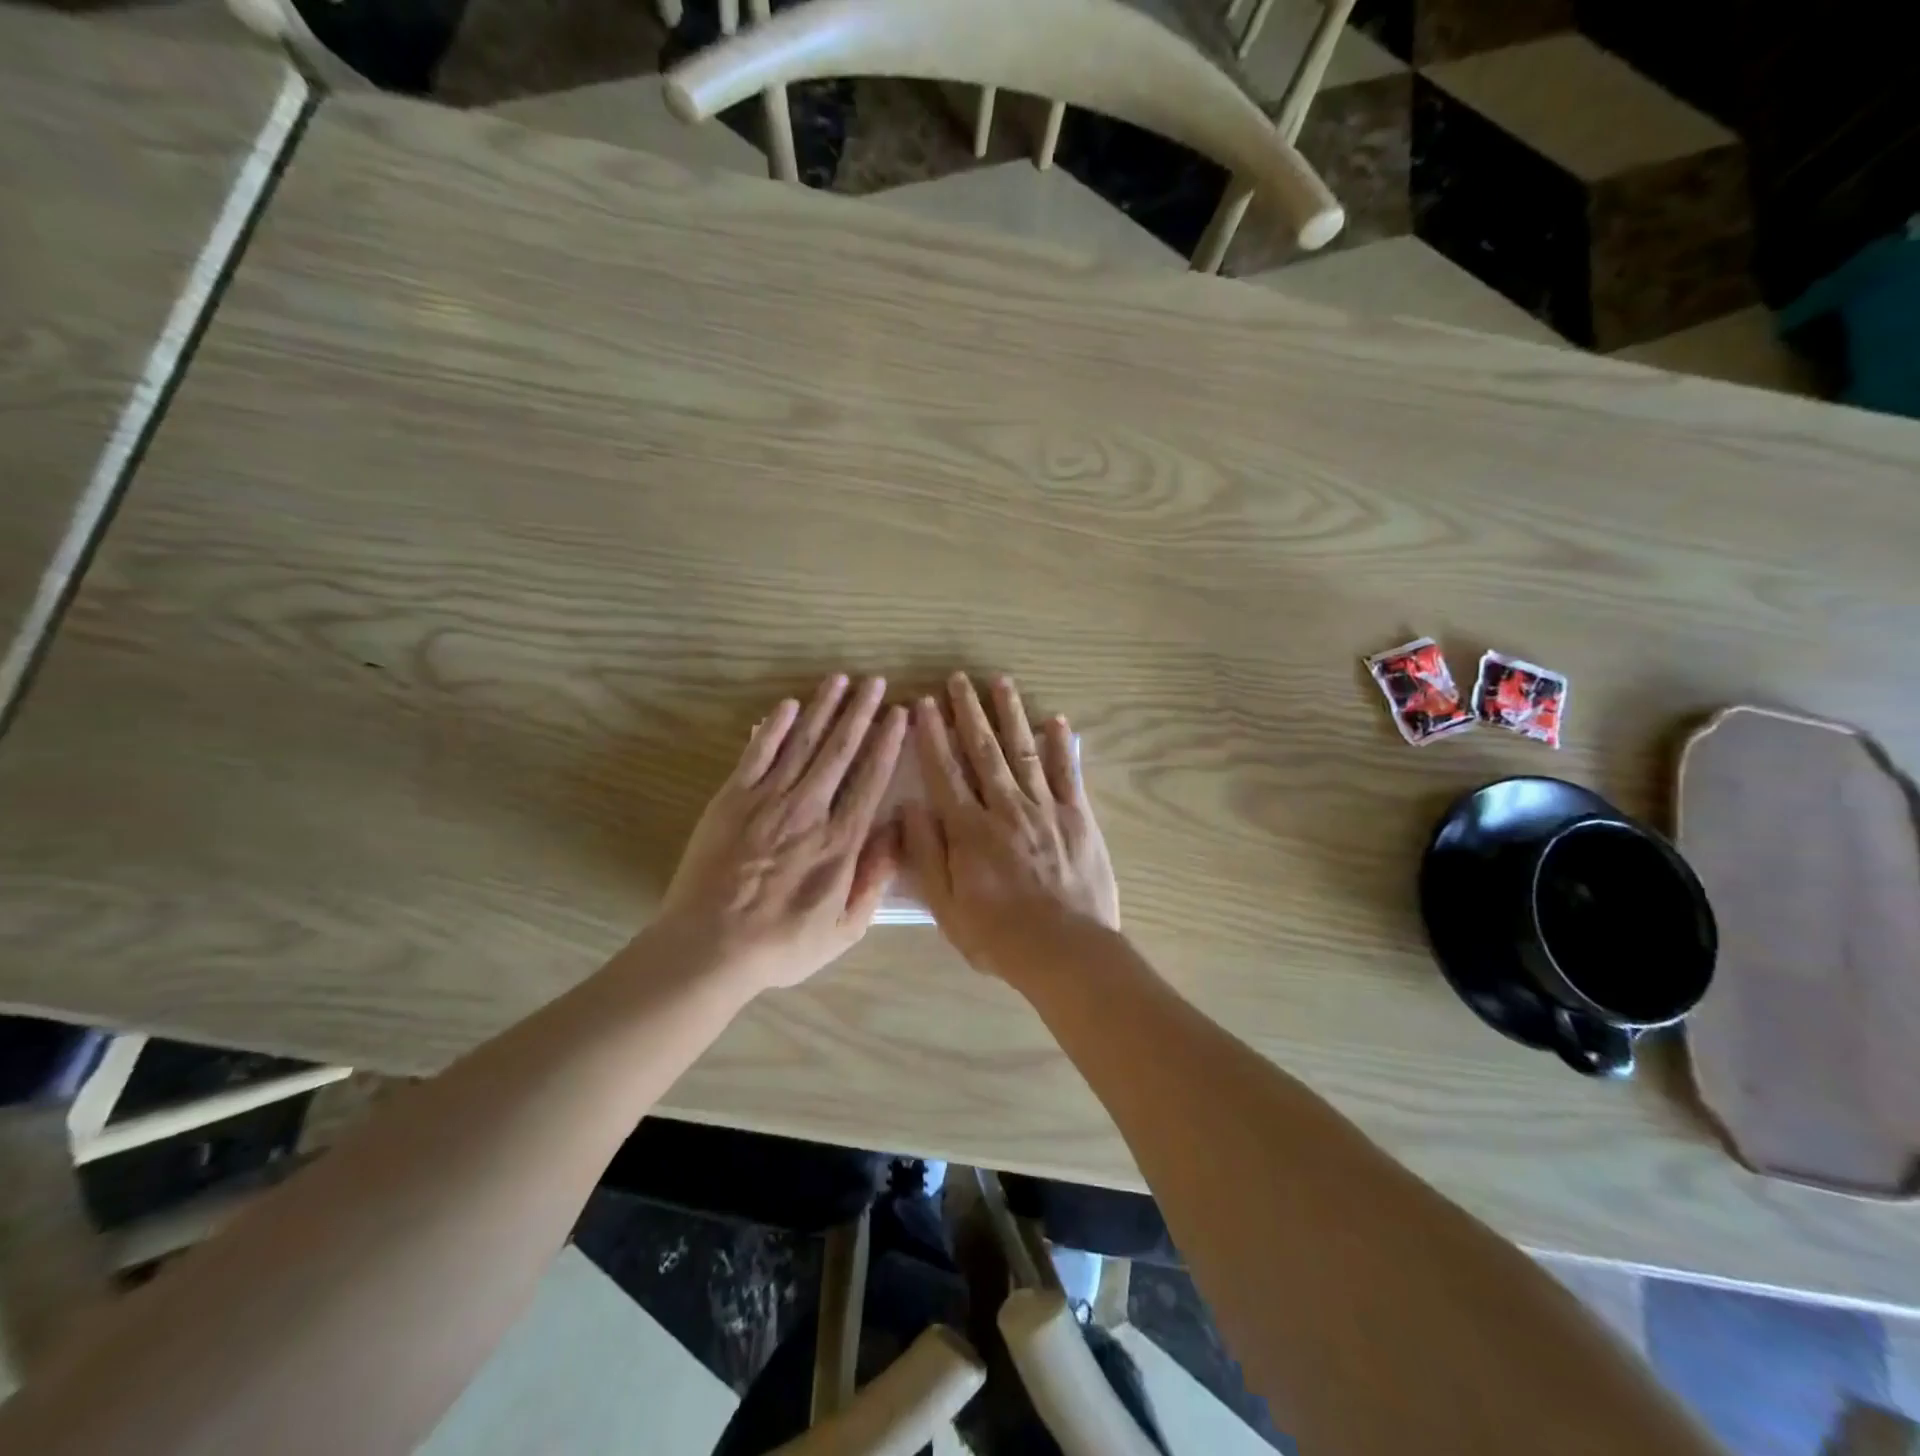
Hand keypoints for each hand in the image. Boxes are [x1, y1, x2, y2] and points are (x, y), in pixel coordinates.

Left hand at [656, 674, 907, 991]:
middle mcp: (809, 810)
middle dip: (861, 712)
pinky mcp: (731, 800)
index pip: (870, 779)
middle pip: (840, 750)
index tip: (899, 714)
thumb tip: (898, 831)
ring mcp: (767, 801)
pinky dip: (774, 728)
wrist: (708, 948)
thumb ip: (874, 878)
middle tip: (876, 681)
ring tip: (841, 680)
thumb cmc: (781, 945)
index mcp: (840, 842)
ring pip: (802, 743)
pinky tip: (789, 705)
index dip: (887, 743)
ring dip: (824, 708)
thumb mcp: (844, 929)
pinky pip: (757, 754)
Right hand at [901, 673, 1118, 979]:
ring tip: (1000, 683)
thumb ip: (926, 853)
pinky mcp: (1077, 817)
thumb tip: (909, 806)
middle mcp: (1005, 807)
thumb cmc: (998, 936)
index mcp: (970, 829)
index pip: (945, 771)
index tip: (924, 704)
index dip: (933, 736)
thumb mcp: (946, 906)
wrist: (1066, 951)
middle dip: (969, 712)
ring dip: (1010, 714)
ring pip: (1023, 751)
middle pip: (984, 750)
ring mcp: (1044, 808)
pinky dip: (1061, 745)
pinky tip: (1056, 720)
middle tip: (959, 679)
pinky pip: (1067, 773)